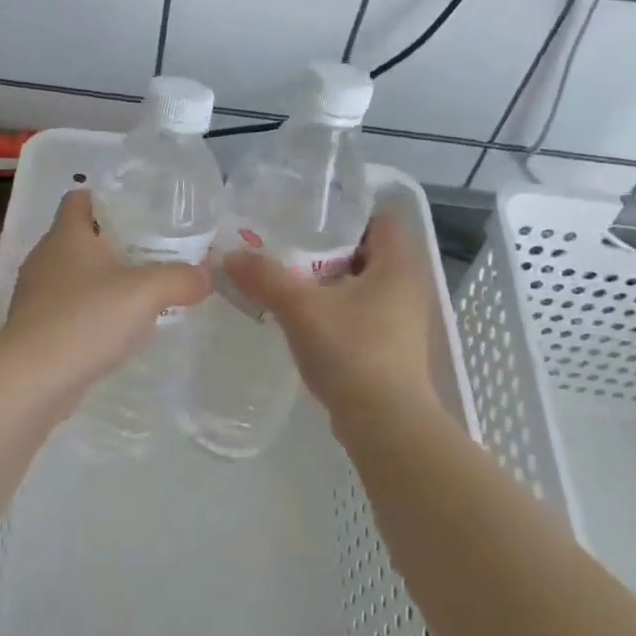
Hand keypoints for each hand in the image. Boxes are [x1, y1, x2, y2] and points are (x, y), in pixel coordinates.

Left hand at [0, 189, 210, 406]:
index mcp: (66, 235)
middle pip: (80, 238)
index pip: (79, 198)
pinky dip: (92, 312)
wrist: (32, 379)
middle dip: (115, 243)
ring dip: (104, 281)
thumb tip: (206, 275)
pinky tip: (118, 329)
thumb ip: (181, 279)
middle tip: (155, 253)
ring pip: (75, 276)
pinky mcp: (36, 328)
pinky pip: (69, 309)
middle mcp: (45, 258)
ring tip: (142, 292)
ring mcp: (36, 295)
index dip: (107, 199)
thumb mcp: (146, 293)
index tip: (141, 212)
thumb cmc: (86, 320)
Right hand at [223, 212, 438, 423]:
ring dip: (327, 283)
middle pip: (366, 252)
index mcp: (398, 265)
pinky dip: (333, 311)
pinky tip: (301, 320)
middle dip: (327, 249)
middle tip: (284, 245)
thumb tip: (229, 255)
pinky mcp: (390, 348)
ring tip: (285, 280)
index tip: (306, 215)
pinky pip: (359, 315)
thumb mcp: (300, 308)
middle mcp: (406, 287)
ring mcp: (400, 321)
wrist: (384, 423)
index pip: (380, 219)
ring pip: (360, 286)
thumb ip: (265, 278)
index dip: (346, 212)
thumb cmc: (352, 352)